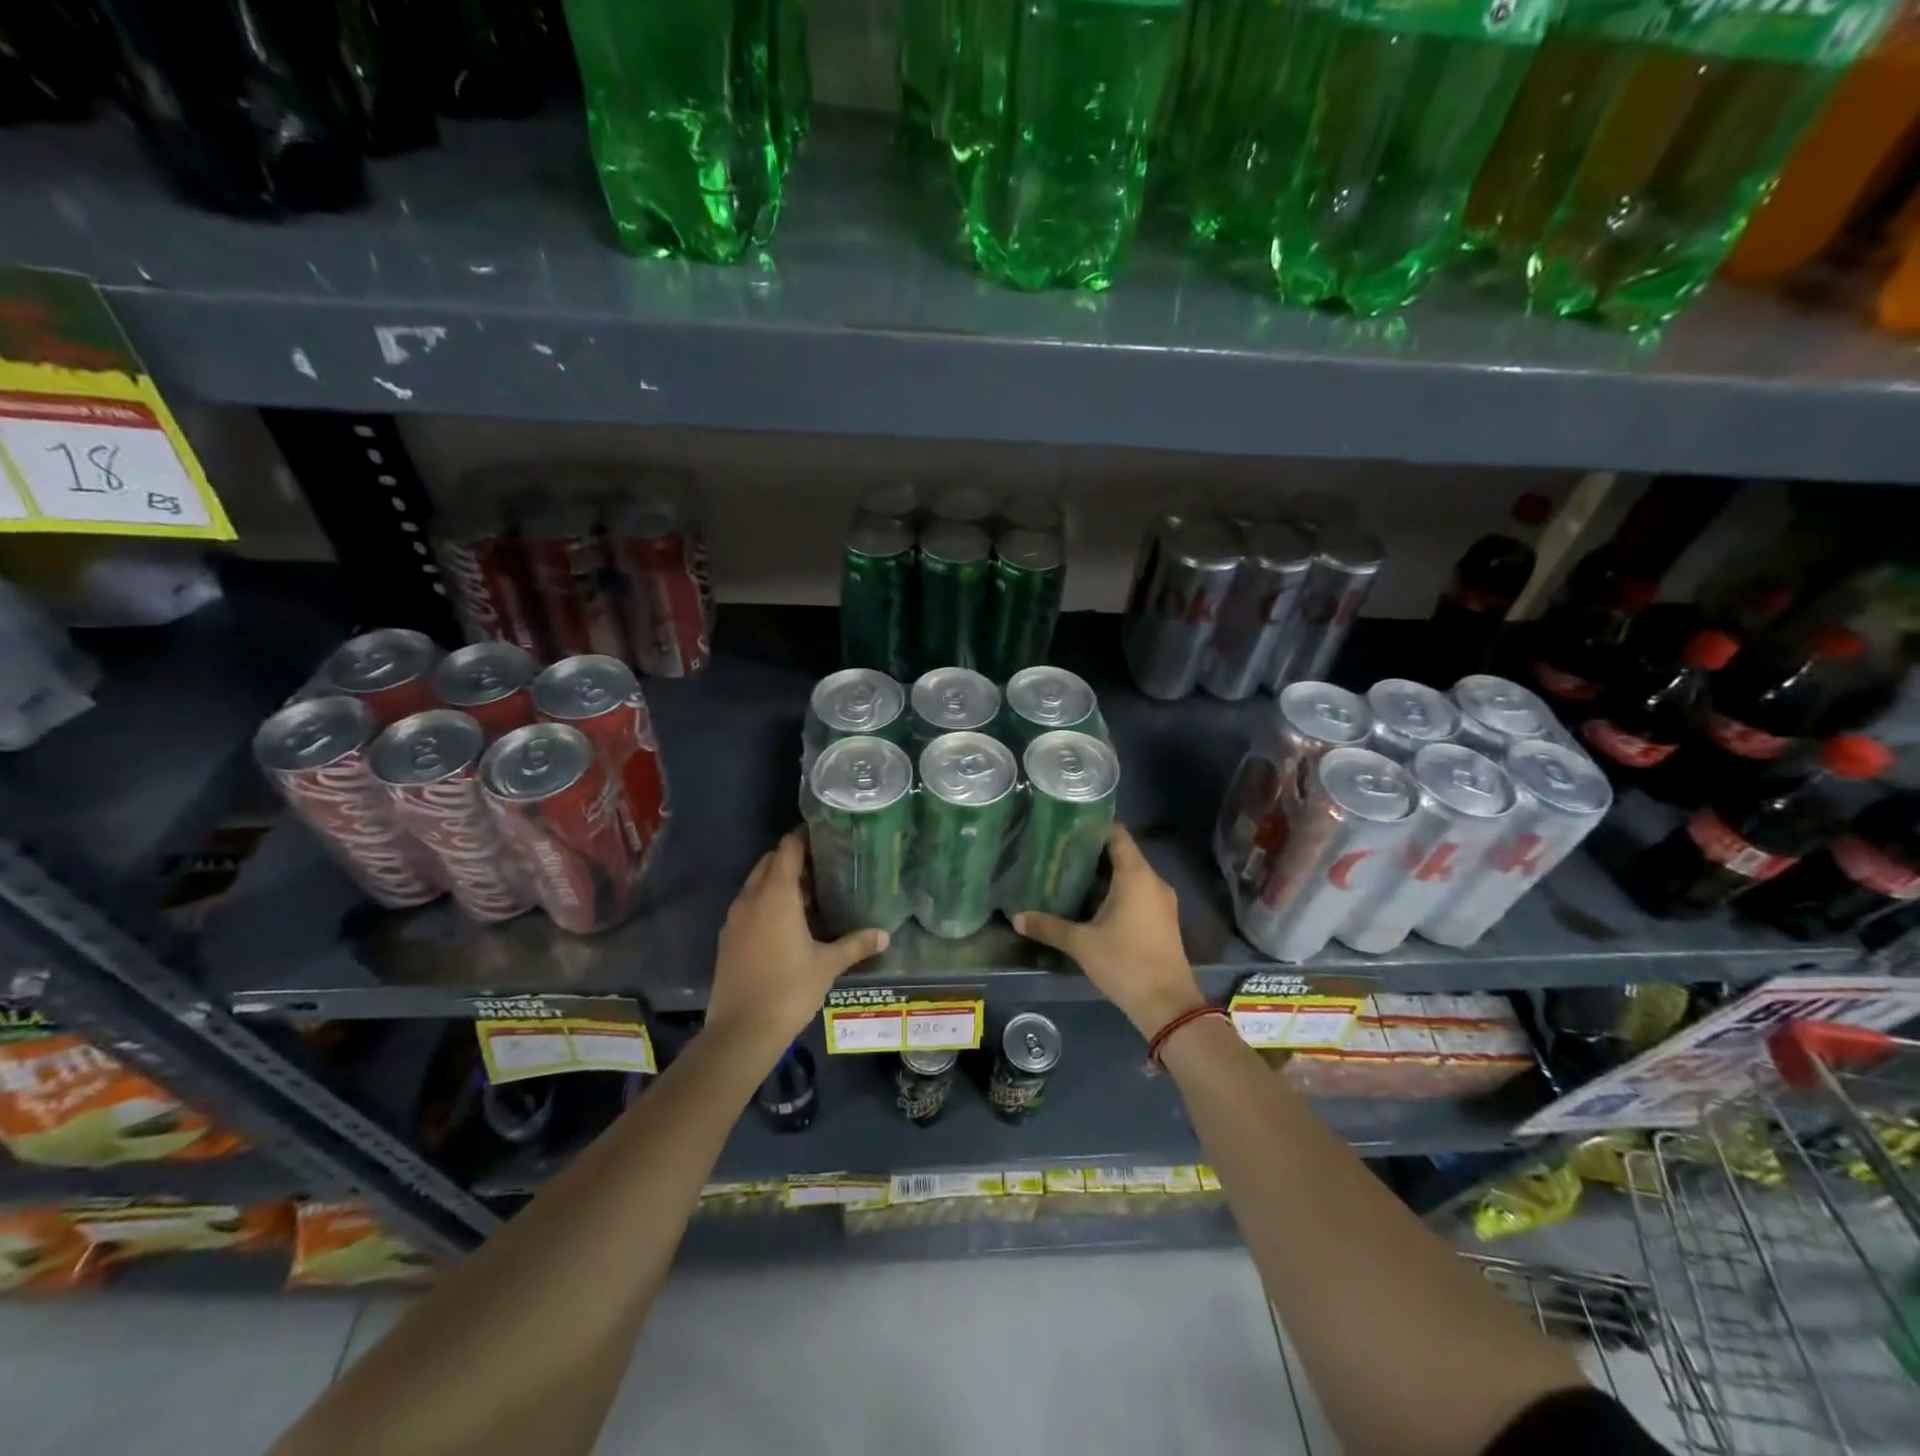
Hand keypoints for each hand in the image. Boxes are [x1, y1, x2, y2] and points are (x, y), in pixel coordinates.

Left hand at [706, 831, 887, 1051]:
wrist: (741, 1032)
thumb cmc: (789, 989)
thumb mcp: (828, 965)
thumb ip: (856, 944)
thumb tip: (885, 935)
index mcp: (776, 895)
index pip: (787, 849)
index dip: (803, 837)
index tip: (824, 833)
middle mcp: (751, 898)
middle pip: (769, 863)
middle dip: (792, 858)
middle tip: (822, 862)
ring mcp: (735, 919)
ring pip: (756, 884)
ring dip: (777, 880)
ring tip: (808, 890)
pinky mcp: (727, 939)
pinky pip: (748, 906)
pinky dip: (765, 902)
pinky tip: (786, 920)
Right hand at [1014, 825, 1205, 1038]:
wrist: (1168, 1005)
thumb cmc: (1125, 964)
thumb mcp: (1081, 944)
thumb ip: (1049, 927)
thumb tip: (1016, 917)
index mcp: (1136, 876)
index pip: (1117, 835)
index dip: (1094, 826)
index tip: (1068, 825)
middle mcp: (1153, 881)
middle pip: (1122, 854)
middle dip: (1092, 851)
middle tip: (1060, 850)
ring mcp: (1161, 902)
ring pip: (1130, 875)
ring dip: (1104, 874)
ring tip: (1070, 874)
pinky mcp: (1162, 920)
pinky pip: (1138, 893)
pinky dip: (1117, 891)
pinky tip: (1092, 902)